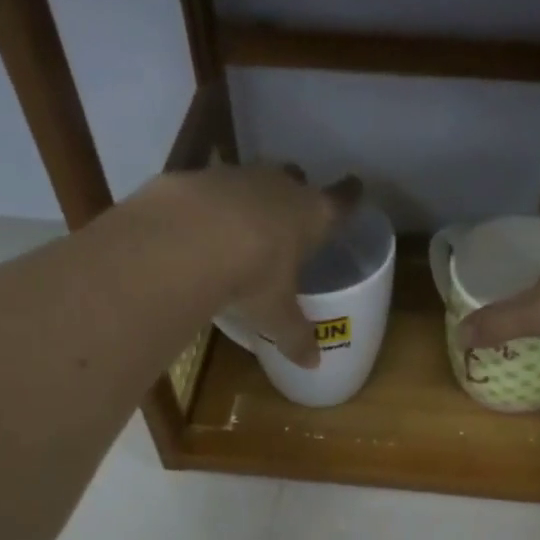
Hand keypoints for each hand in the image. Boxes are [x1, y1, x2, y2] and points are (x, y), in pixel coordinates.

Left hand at [146, 165, 360, 367]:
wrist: (185, 241)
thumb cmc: (252, 276)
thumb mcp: (276, 315)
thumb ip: (295, 336)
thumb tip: (312, 363)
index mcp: (312, 215)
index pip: (341, 201)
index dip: (349, 196)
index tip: (354, 187)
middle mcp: (279, 186)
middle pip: (294, 180)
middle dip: (295, 193)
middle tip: (291, 215)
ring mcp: (235, 176)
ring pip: (251, 181)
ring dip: (250, 200)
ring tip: (243, 226)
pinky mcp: (195, 177)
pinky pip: (209, 190)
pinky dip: (209, 207)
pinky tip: (199, 229)